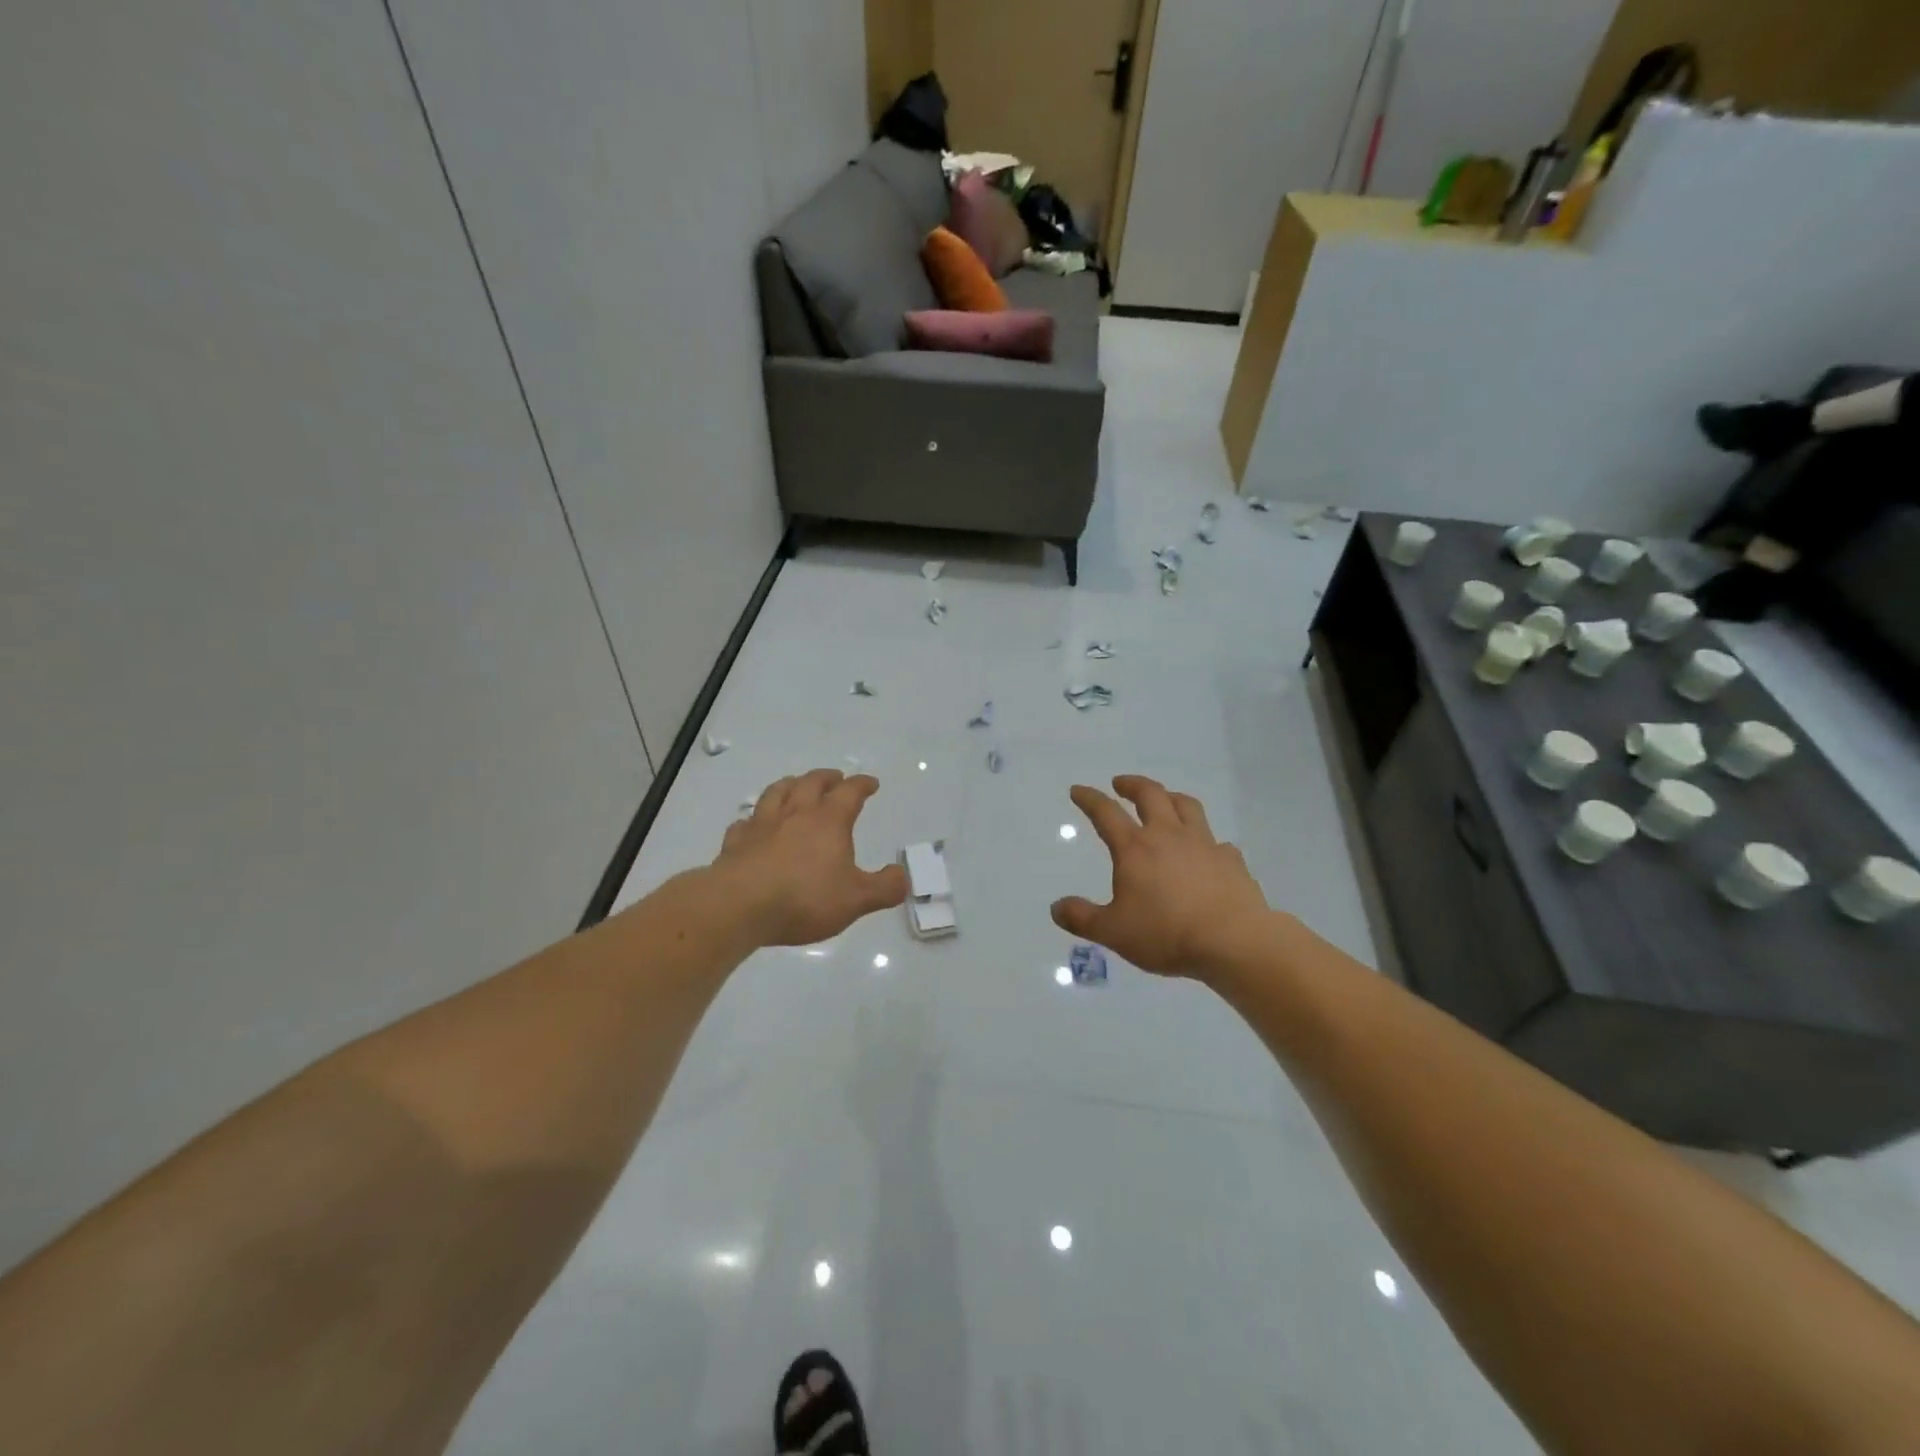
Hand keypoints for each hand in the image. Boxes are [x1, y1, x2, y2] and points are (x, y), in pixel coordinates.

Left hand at [714, 769, 907, 946]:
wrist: (739, 906)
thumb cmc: (804, 898)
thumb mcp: (856, 899)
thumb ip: (884, 888)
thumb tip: (902, 876)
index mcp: (828, 821)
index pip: (849, 792)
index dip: (862, 785)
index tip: (870, 783)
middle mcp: (795, 814)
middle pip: (811, 783)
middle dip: (826, 777)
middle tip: (835, 777)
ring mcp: (762, 825)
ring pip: (776, 793)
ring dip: (790, 785)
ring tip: (796, 785)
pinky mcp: (736, 843)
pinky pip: (745, 822)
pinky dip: (754, 819)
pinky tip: (754, 824)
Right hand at [1051, 776, 1274, 979]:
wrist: (1232, 941)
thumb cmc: (1165, 933)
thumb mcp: (1112, 932)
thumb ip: (1082, 918)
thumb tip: (1056, 908)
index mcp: (1135, 848)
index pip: (1106, 813)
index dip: (1090, 798)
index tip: (1078, 790)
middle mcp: (1168, 836)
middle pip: (1151, 795)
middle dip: (1132, 785)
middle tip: (1121, 784)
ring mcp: (1204, 844)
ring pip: (1187, 807)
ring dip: (1171, 798)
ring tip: (1165, 800)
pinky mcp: (1231, 861)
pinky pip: (1218, 842)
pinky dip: (1207, 841)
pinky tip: (1207, 851)